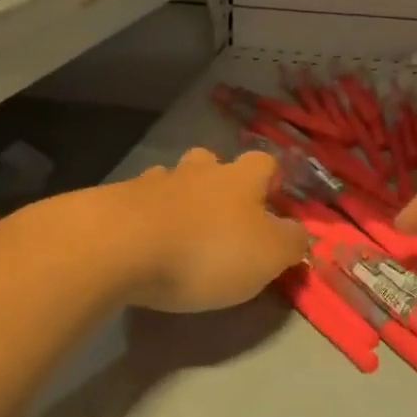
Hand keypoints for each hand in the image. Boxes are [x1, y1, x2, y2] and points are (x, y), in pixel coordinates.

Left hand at [123, 147, 309, 312]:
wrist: (120, 245)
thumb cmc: (206, 250)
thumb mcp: (267, 256)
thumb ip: (290, 243)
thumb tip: (299, 233)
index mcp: (240, 178)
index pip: (264, 162)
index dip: (271, 179)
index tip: (272, 201)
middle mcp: (199, 171)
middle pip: (212, 161)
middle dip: (218, 181)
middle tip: (221, 214)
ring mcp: (155, 182)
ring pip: (173, 178)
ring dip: (179, 196)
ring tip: (179, 228)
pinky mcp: (117, 201)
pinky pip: (139, 201)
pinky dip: (145, 215)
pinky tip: (143, 239)